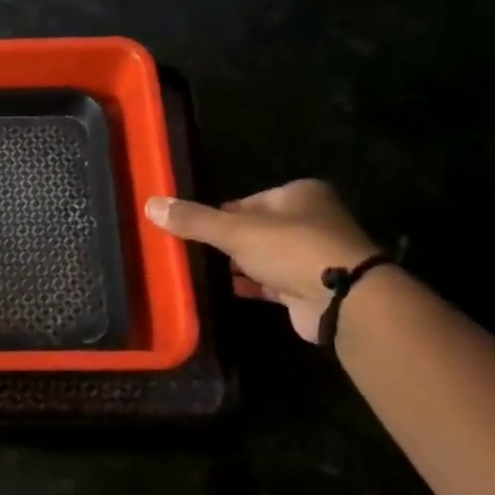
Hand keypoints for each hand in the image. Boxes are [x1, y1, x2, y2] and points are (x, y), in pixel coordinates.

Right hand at [145, 179, 378, 342]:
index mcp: (299, 194)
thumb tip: (151, 204)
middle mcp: (309, 220)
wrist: (342, 299)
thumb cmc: (292, 250)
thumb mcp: (236, 230)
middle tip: (194, 252)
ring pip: (264, 256)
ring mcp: (312, 256)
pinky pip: (271, 282)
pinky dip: (251, 285)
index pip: (248, 201)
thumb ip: (195, 220)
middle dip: (228, 241)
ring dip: (240, 264)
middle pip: (256, 228)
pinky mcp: (308, 287)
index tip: (192, 229)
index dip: (219, 214)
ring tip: (202, 271)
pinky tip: (226, 290)